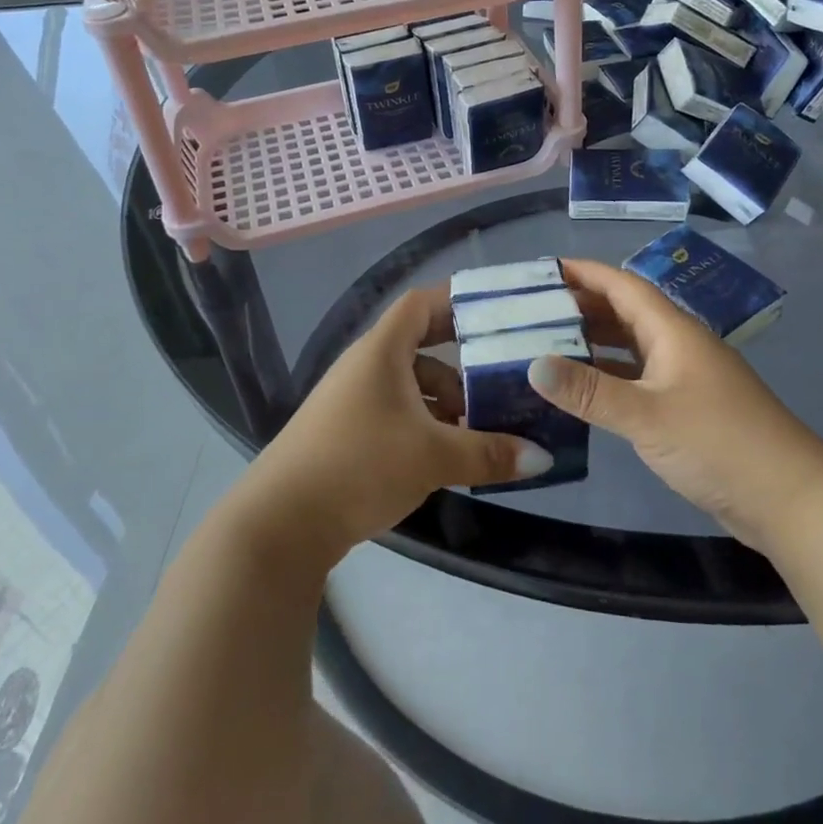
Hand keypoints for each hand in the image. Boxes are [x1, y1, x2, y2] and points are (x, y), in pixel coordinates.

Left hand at [242, 285, 552, 559]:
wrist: (280, 523)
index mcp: (382, 351)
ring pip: (410, 383)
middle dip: (462, 360)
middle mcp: (365, 365)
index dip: (457, 300)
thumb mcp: (432, 457)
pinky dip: (424, 422)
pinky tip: (446, 453)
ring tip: (480, 426)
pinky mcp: (346, 431)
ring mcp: (352, 399)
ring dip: (445, 398)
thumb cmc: (359, 465)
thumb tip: (542, 457)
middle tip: (501, 373)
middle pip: (420, 344)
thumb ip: (488, 453)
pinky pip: (396, 410)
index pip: (421, 303)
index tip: (496, 313)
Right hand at [529, 258, 822, 552]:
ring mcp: (685, 377)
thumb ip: (589, 391)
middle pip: (626, 312)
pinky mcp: (687, 408)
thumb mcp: (647, 416)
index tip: (545, 269)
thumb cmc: (718, 443)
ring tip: (547, 343)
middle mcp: (678, 345)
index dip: (586, 273)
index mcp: (672, 331)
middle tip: (534, 310)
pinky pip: (639, 378)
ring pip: (632, 346)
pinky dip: (609, 376)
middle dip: (583, 306)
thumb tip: (532, 364)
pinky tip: (583, 388)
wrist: (788, 498)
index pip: (623, 286)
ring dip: (594, 341)